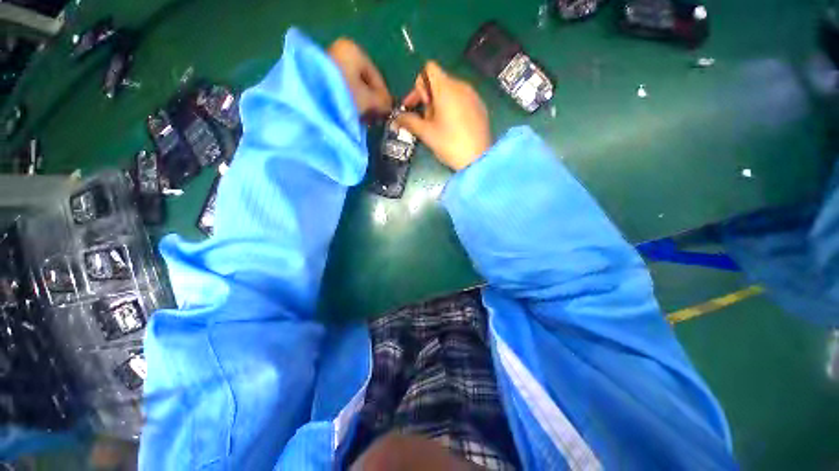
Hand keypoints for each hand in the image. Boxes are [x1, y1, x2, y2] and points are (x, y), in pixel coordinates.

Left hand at [328, 38, 392, 119]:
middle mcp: (341, 52)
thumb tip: (388, 107)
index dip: (384, 98)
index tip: (387, 113)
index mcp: (355, 51)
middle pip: (364, 81)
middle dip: (371, 101)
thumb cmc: (345, 96)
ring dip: (361, 104)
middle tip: (375, 118)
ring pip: (354, 86)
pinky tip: (352, 114)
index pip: (377, 77)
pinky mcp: (321, 76)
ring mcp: (330, 63)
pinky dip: (349, 101)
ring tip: (364, 119)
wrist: (314, 100)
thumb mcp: (368, 100)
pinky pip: (343, 89)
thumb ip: (382, 102)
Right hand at [396, 62, 490, 170]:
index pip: (428, 68)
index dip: (419, 84)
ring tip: (439, 126)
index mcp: (446, 88)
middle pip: (439, 81)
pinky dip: (453, 108)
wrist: (478, 159)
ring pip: (451, 91)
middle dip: (428, 98)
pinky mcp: (480, 107)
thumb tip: (395, 119)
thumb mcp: (426, 133)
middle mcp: (461, 85)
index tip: (420, 105)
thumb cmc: (449, 144)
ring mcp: (473, 96)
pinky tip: (453, 128)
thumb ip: (409, 121)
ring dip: (439, 104)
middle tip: (426, 120)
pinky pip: (462, 100)